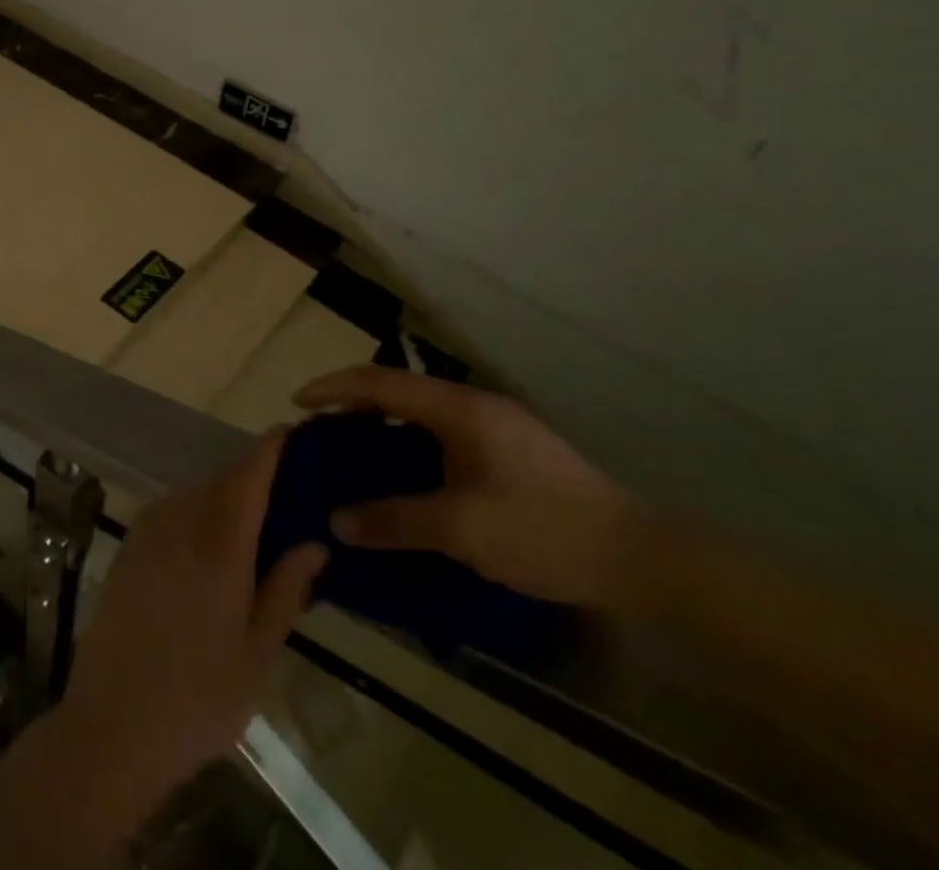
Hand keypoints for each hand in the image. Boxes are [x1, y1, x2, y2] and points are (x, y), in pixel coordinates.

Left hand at [57, 431, 327, 801]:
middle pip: (222, 480)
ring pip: (195, 492)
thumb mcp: (257, 655)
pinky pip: (171, 509)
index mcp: (219, 546)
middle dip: (253, 475)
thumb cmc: (197, 700)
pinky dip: (196, 510)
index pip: (249, 476)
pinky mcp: (128, 547)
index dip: (271, 449)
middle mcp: (180, 523)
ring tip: (252, 521)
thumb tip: (314, 542)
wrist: (111, 726)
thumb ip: (286, 589)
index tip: (292, 432)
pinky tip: (208, 542)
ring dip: (224, 494)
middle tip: (286, 492)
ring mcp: (148, 532)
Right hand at [293, 367, 639, 607]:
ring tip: (353, 456)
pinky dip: (410, 448)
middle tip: (321, 435)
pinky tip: (405, 480)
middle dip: (353, 407)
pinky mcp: (509, 451)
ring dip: (382, 429)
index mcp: (459, 409)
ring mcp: (495, 426)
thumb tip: (336, 521)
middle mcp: (474, 406)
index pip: (380, 382)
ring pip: (421, 415)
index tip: (298, 404)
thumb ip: (394, 520)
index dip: (334, 388)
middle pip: (398, 391)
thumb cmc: (543, 530)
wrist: (640, 557)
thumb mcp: (461, 530)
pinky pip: (442, 436)